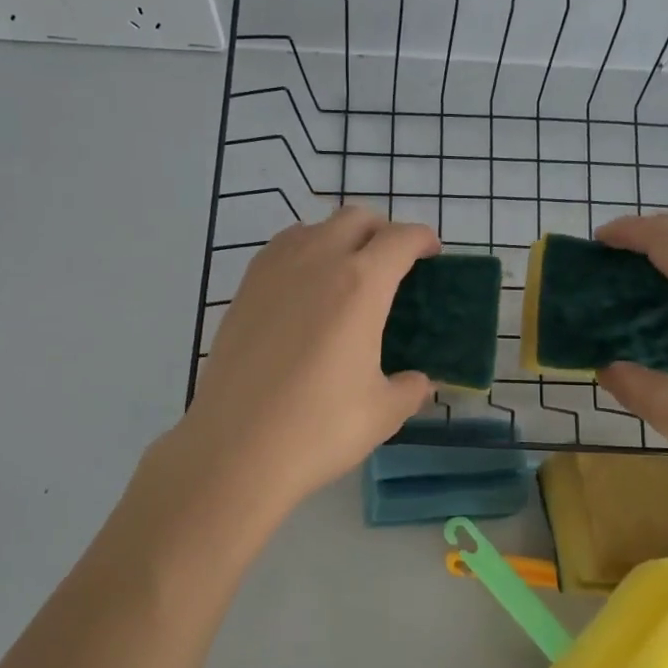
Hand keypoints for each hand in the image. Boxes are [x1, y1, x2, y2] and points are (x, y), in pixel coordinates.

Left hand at [168, 206, 439, 523]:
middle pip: (356, 219)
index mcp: (361, 284)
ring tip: (347, 273)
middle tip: (393, 264)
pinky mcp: (244, 290)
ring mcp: (274, 271)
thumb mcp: (383, 412)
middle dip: (382, 231)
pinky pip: (280, 249)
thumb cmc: (319, 428)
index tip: (431, 254)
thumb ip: (410, 388)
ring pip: (313, 227)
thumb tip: (420, 382)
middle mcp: (317, 262)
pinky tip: (304, 289)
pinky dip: (303, 252)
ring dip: (339, 237)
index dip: (423, 239)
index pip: (400, 238)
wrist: (236, 449)